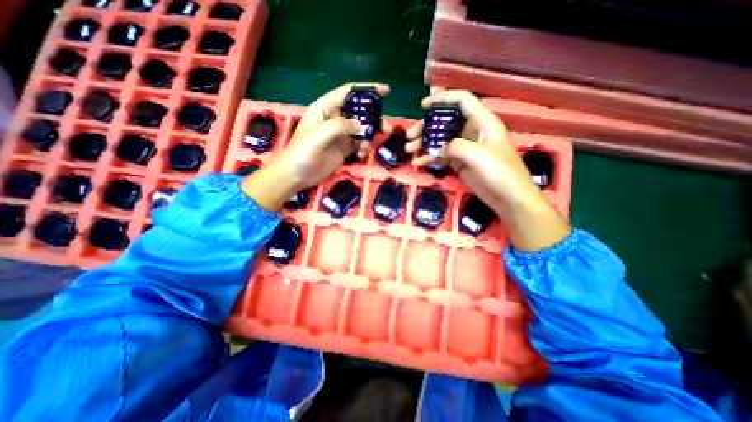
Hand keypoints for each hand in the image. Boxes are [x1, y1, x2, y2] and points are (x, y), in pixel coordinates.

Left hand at [242, 82, 393, 209]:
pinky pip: (359, 144)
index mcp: (325, 108)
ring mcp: (340, 135)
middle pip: (359, 112)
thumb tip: (361, 126)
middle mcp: (334, 118)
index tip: (385, 91)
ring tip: (368, 147)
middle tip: (386, 128)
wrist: (297, 176)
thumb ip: (340, 126)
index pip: (348, 93)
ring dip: (370, 136)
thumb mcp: (319, 135)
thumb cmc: (302, 152)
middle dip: (374, 118)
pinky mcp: (344, 149)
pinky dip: (363, 148)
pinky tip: (360, 155)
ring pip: (361, 129)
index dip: (367, 90)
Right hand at [406, 89, 569, 250]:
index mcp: (482, 122)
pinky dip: (429, 158)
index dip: (442, 99)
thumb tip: (439, 148)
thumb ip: (456, 147)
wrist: (508, 198)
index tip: (423, 106)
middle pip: (445, 121)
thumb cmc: (500, 173)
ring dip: (424, 143)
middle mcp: (471, 131)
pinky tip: (418, 163)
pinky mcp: (460, 162)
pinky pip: (441, 156)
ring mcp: (464, 148)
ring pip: (440, 139)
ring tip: (410, 150)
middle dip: (426, 127)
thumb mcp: (479, 156)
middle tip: (410, 136)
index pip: (462, 101)